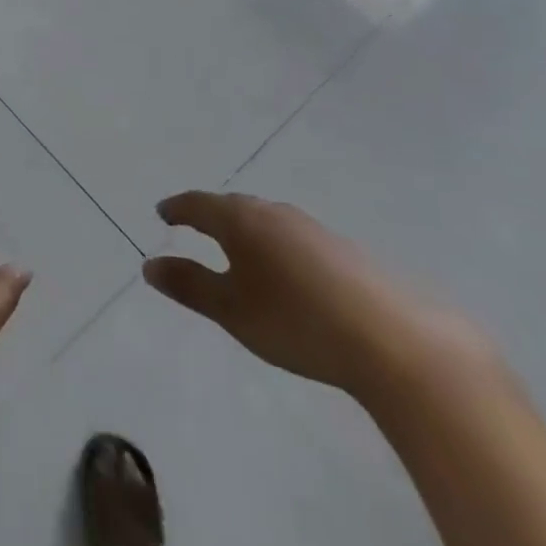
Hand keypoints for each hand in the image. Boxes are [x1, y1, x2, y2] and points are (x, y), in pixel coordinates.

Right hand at [143, 192, 492, 401]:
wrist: (395, 341)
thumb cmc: (297, 321)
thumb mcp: (232, 310)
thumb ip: (189, 285)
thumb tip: (150, 265)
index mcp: (241, 220)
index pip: (198, 204)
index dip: (177, 208)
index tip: (162, 213)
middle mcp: (274, 213)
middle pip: (233, 207)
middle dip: (210, 215)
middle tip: (193, 226)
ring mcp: (313, 229)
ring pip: (266, 220)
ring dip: (245, 230)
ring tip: (236, 250)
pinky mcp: (343, 249)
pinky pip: (293, 237)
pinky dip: (275, 245)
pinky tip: (285, 272)